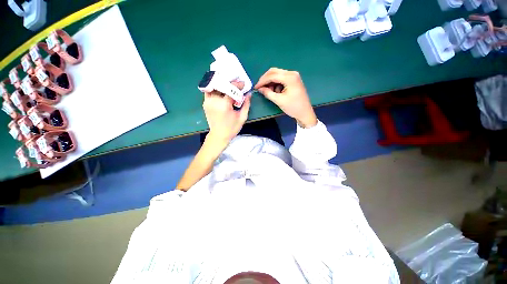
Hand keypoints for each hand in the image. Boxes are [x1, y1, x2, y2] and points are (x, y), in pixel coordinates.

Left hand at [202, 81, 250, 145]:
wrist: (219, 135)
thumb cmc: (232, 128)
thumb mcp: (242, 117)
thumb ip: (246, 104)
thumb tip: (249, 94)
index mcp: (224, 105)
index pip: (230, 89)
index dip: (237, 84)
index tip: (243, 83)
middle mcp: (214, 101)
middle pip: (221, 85)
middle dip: (230, 82)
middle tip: (236, 82)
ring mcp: (208, 102)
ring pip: (214, 86)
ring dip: (222, 83)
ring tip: (229, 84)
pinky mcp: (205, 103)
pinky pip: (209, 91)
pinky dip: (215, 88)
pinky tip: (221, 89)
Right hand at [255, 68, 316, 127]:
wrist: (305, 113)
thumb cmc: (293, 107)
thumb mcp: (279, 101)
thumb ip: (268, 93)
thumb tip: (260, 89)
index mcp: (290, 77)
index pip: (272, 75)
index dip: (262, 81)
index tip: (256, 87)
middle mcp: (292, 73)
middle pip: (274, 72)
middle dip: (265, 79)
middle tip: (260, 88)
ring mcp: (293, 76)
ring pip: (277, 75)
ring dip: (271, 82)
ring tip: (270, 92)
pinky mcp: (293, 80)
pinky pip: (281, 78)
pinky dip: (276, 84)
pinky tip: (276, 92)